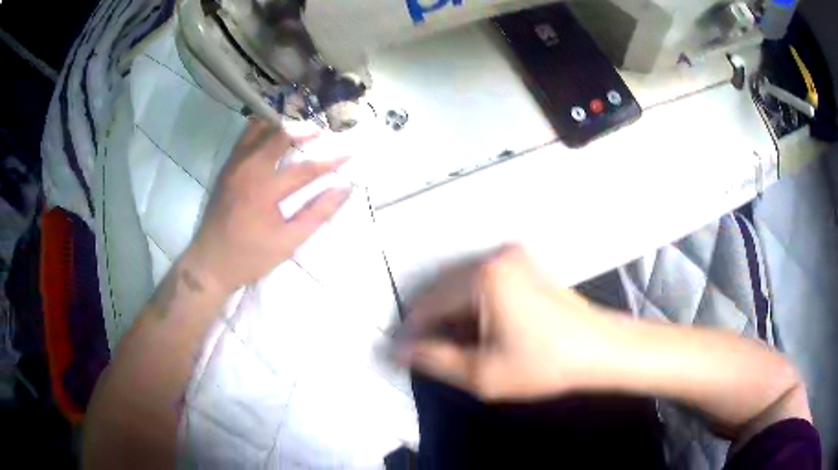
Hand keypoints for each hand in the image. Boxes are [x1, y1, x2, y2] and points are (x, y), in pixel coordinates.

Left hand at [187, 120, 350, 294]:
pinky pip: (245, 137)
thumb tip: (345, 188)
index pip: (305, 168)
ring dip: (282, 125)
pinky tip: (273, 136)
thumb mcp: (288, 242)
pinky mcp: (226, 167)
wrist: (209, 263)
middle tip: (323, 132)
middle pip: (280, 135)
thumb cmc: (250, 256)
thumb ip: (317, 213)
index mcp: (263, 190)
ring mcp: (233, 165)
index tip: (352, 150)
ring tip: (299, 130)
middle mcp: (247, 169)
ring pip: (258, 128)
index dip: (332, 159)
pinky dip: (263, 130)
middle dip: (305, 130)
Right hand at [399, 245, 615, 400]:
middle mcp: (495, 257)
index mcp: (484, 277)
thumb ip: (435, 360)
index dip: (412, 331)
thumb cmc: (546, 363)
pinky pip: (482, 282)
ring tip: (454, 346)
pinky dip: (472, 305)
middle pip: (443, 289)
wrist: (599, 349)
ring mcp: (512, 257)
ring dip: (451, 314)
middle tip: (426, 353)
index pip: (429, 302)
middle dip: (432, 322)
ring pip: (461, 285)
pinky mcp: (523, 264)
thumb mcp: (484, 373)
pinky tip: (478, 330)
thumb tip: (403, 352)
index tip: (402, 352)